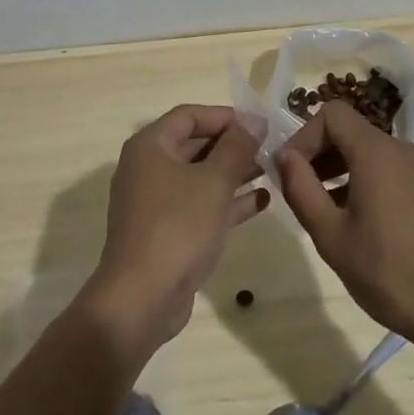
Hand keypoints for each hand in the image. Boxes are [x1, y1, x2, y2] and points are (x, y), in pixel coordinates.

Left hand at [81, 105, 267, 355]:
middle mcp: (147, 168)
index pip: (188, 115)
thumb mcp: (214, 182)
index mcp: (149, 147)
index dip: (224, 116)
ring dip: (233, 173)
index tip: (259, 125)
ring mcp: (155, 202)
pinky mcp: (165, 232)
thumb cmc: (178, 228)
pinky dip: (226, 201)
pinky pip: (198, 205)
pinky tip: (260, 202)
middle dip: (232, 145)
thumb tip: (254, 119)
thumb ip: (236, 148)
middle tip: (270, 148)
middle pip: (193, 145)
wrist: (142, 298)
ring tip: (271, 171)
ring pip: (198, 177)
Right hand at [276, 102, 413, 351]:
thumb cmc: (386, 271)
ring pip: (364, 149)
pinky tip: (348, 218)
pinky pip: (382, 168)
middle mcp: (399, 150)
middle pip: (347, 129)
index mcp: (376, 152)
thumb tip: (284, 157)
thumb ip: (301, 188)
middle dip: (316, 152)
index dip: (303, 136)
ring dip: (335, 167)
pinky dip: (357, 178)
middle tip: (297, 189)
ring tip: (318, 206)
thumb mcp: (330, 234)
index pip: (330, 114)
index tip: (289, 172)